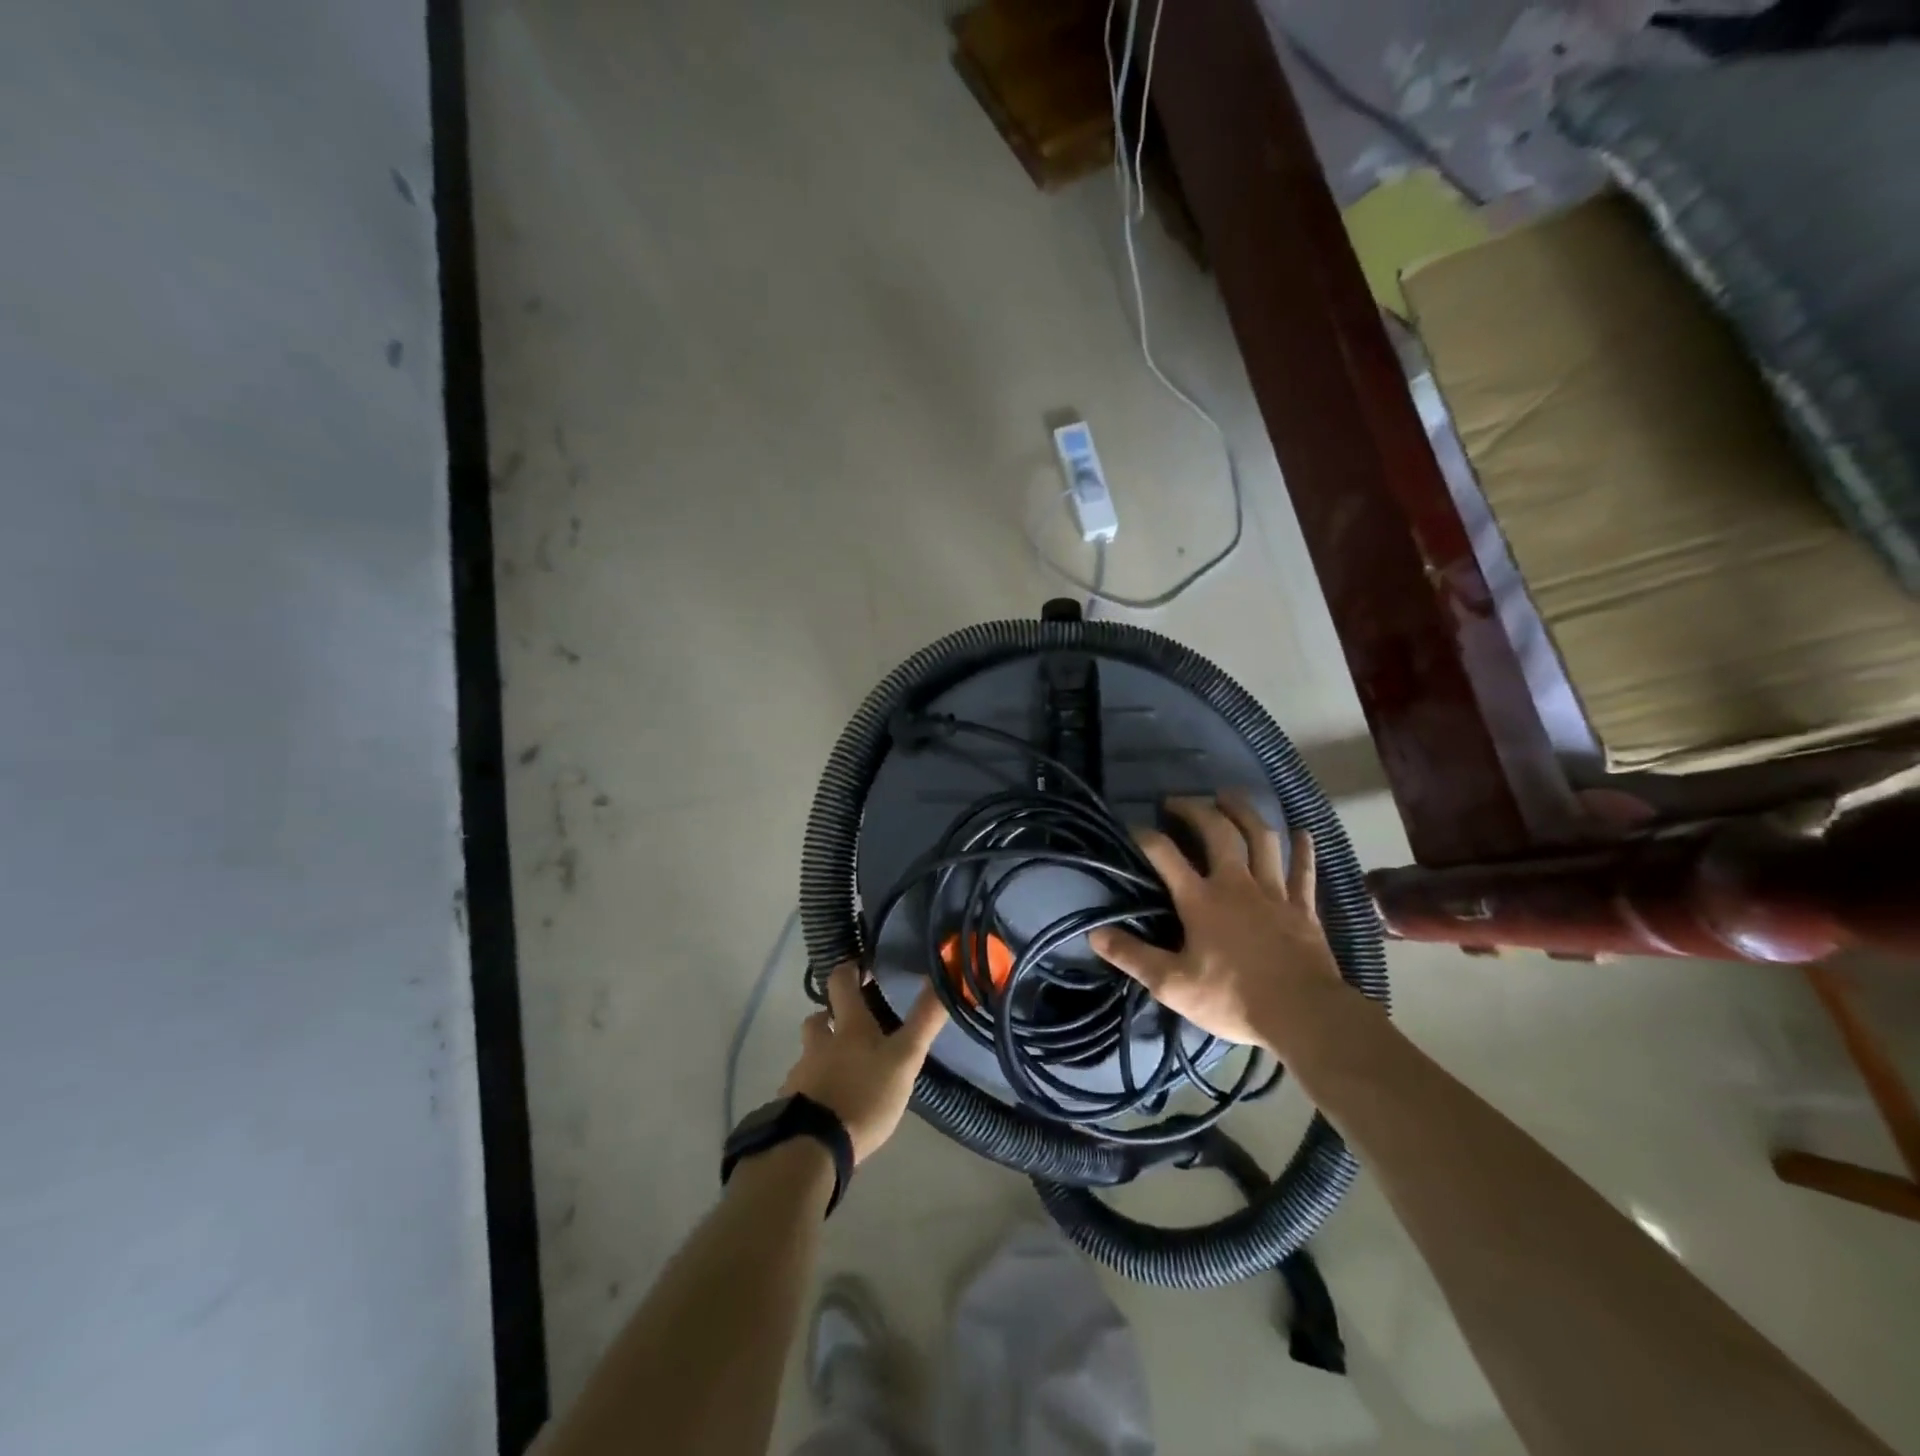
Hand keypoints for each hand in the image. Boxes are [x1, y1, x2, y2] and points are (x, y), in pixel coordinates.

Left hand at [780, 962, 947, 1162]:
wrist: (812, 1148)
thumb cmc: (864, 1095)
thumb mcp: (904, 1058)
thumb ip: (924, 1020)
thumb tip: (941, 975)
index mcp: (847, 1026)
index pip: (841, 982)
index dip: (849, 970)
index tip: (860, 967)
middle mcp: (819, 1043)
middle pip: (818, 1018)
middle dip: (831, 1016)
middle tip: (852, 1025)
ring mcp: (801, 1075)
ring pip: (810, 1054)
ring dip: (823, 1055)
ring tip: (845, 1072)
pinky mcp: (790, 1106)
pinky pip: (803, 1088)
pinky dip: (815, 1089)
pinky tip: (830, 1106)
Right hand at [1088, 795, 1343, 1059]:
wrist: (1303, 1015)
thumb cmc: (1233, 998)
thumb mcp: (1172, 984)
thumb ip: (1132, 956)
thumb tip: (1094, 932)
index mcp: (1201, 899)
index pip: (1165, 854)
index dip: (1145, 836)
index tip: (1132, 827)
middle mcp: (1236, 884)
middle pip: (1217, 832)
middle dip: (1195, 810)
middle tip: (1178, 801)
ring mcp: (1274, 892)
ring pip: (1261, 838)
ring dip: (1244, 813)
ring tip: (1230, 796)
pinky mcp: (1303, 907)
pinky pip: (1304, 870)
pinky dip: (1303, 849)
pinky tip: (1302, 832)